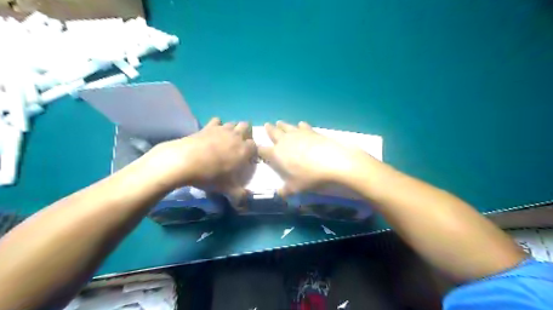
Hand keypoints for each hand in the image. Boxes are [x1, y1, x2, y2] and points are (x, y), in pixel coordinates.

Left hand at [140, 117, 254, 203]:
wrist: (184, 162)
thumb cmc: (210, 176)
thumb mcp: (227, 190)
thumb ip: (239, 197)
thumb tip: (245, 206)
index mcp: (244, 150)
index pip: (255, 145)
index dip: (252, 151)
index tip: (248, 158)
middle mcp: (236, 136)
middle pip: (247, 126)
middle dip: (246, 133)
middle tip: (240, 144)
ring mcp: (221, 129)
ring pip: (233, 123)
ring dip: (233, 129)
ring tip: (227, 139)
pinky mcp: (208, 126)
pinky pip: (217, 121)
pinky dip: (217, 125)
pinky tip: (212, 134)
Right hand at [258, 120, 371, 195]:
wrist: (332, 162)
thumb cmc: (310, 177)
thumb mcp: (296, 188)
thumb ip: (285, 190)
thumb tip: (278, 194)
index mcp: (277, 154)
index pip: (263, 150)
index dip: (259, 149)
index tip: (257, 148)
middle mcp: (285, 141)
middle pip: (273, 133)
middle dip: (269, 130)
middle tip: (266, 125)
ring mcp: (298, 134)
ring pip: (286, 127)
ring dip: (281, 125)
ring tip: (279, 123)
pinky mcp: (311, 131)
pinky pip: (302, 126)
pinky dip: (300, 125)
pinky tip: (300, 125)